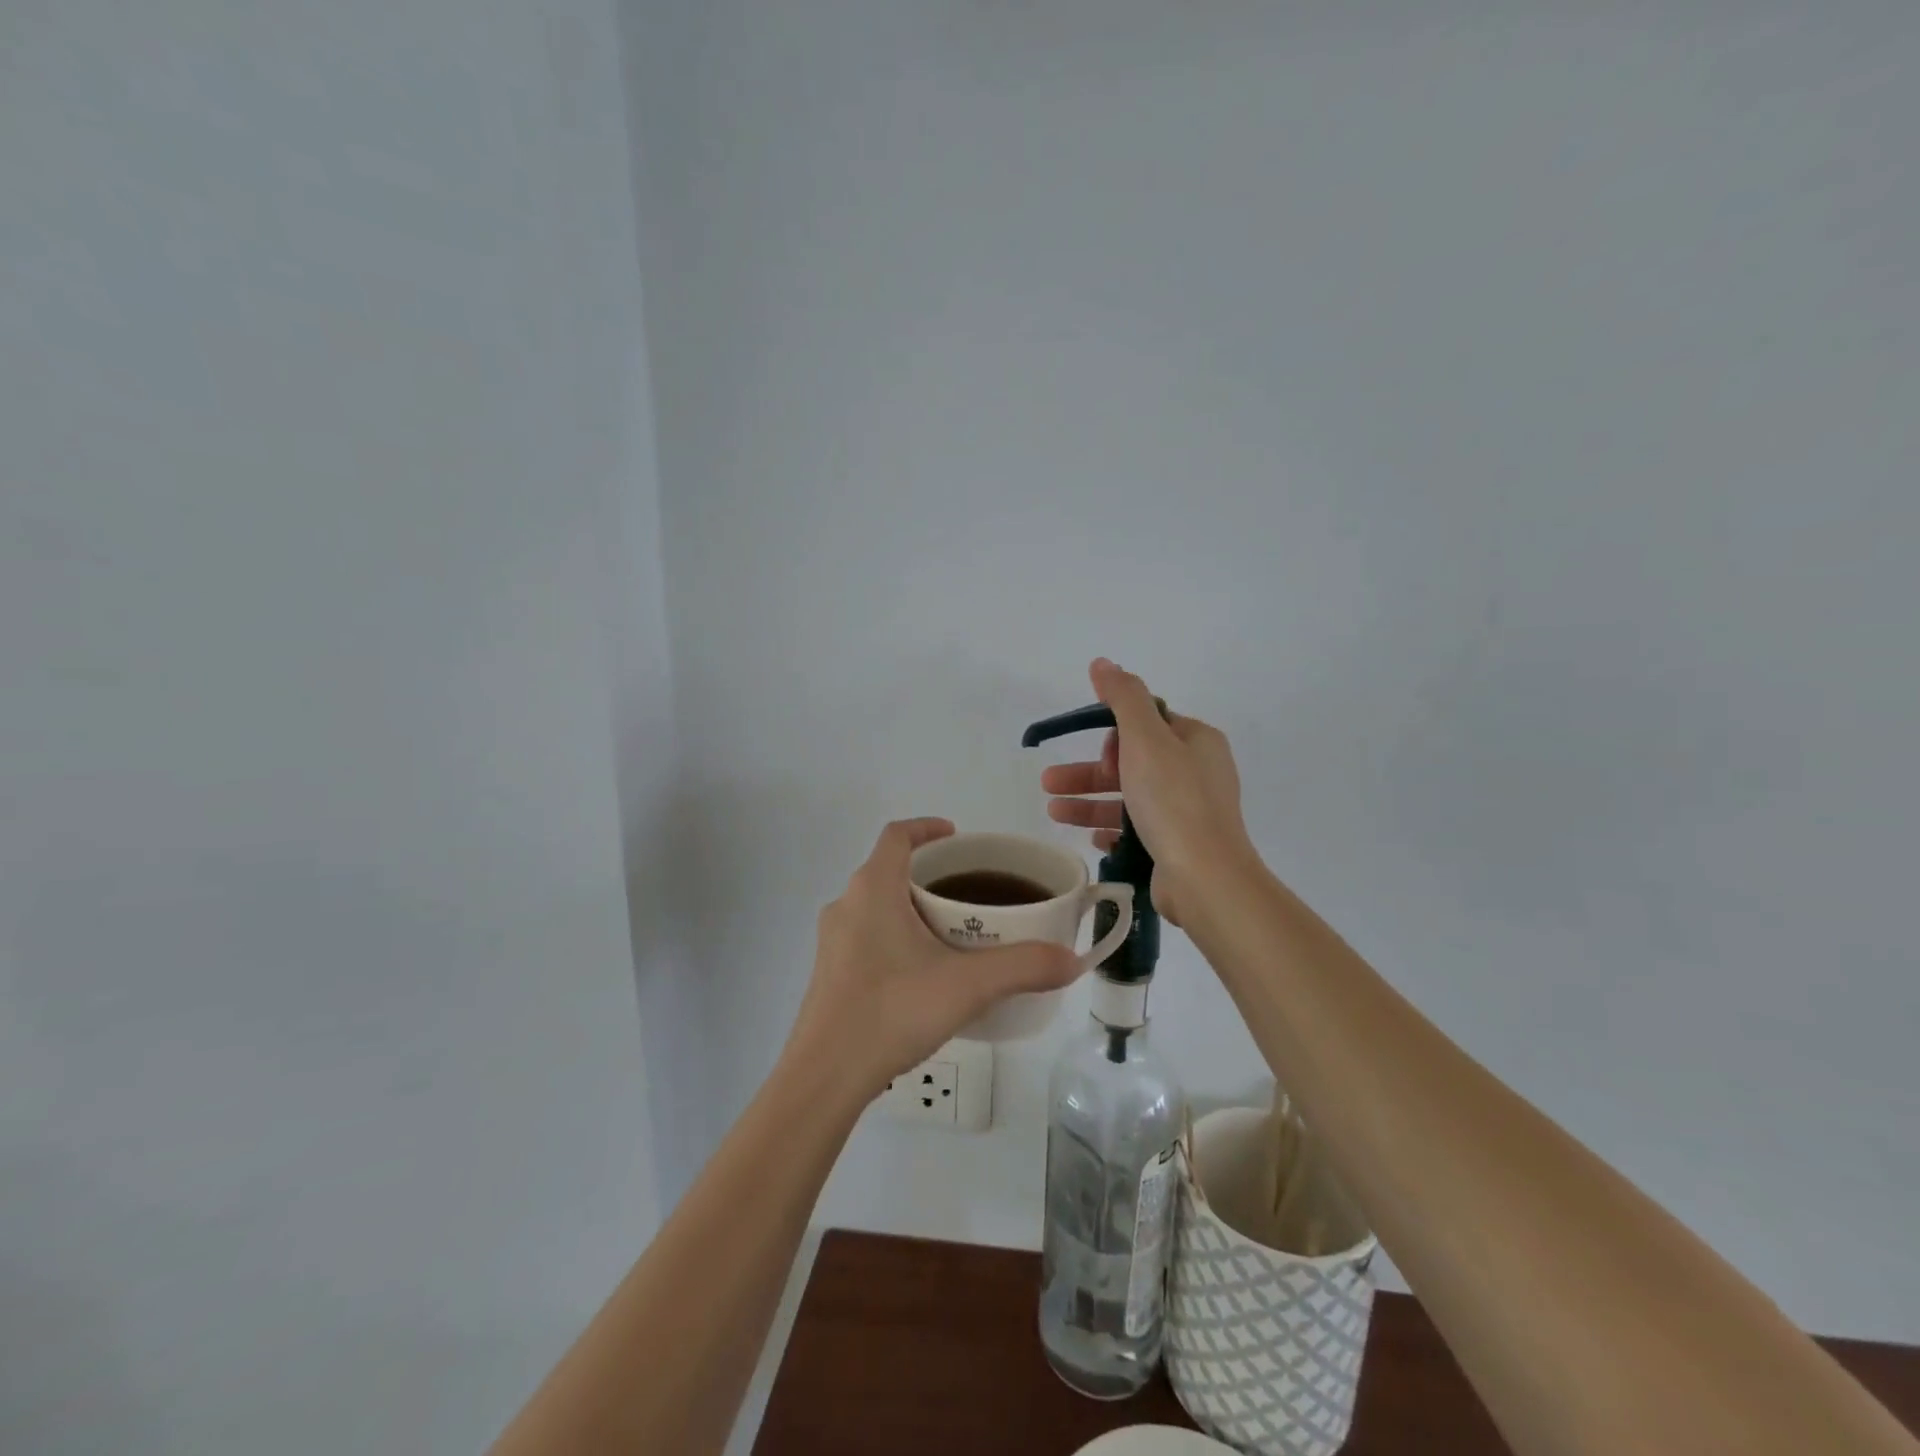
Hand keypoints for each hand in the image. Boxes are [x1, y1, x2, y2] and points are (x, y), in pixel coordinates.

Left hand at [785, 818, 1080, 1099]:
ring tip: (952, 931)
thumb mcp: (968, 986)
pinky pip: (866, 934)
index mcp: (873, 889)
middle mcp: (846, 904)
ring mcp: (833, 940)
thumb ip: (1024, 967)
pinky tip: (922, 972)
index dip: (927, 827)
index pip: (897, 835)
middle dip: (929, 872)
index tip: (958, 837)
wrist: (825, 1077)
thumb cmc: (892, 1011)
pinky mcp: (829, 972)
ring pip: (876, 903)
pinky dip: (895, 934)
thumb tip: (1071, 959)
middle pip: (889, 868)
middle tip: (969, 891)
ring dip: (911, 905)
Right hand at [1041, 659, 1256, 925]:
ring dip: (1089, 802)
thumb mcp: (1145, 739)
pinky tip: (1090, 837)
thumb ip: (1123, 698)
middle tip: (1048, 782)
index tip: (1098, 754)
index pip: (1148, 723)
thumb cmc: (1173, 800)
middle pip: (1132, 762)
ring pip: (1129, 798)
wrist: (1205, 877)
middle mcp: (1197, 772)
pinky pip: (1137, 829)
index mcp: (1197, 741)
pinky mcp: (1178, 845)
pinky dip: (1111, 829)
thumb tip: (1102, 663)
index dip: (1115, 735)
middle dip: (1088, 772)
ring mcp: (1189, 812)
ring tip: (1051, 810)